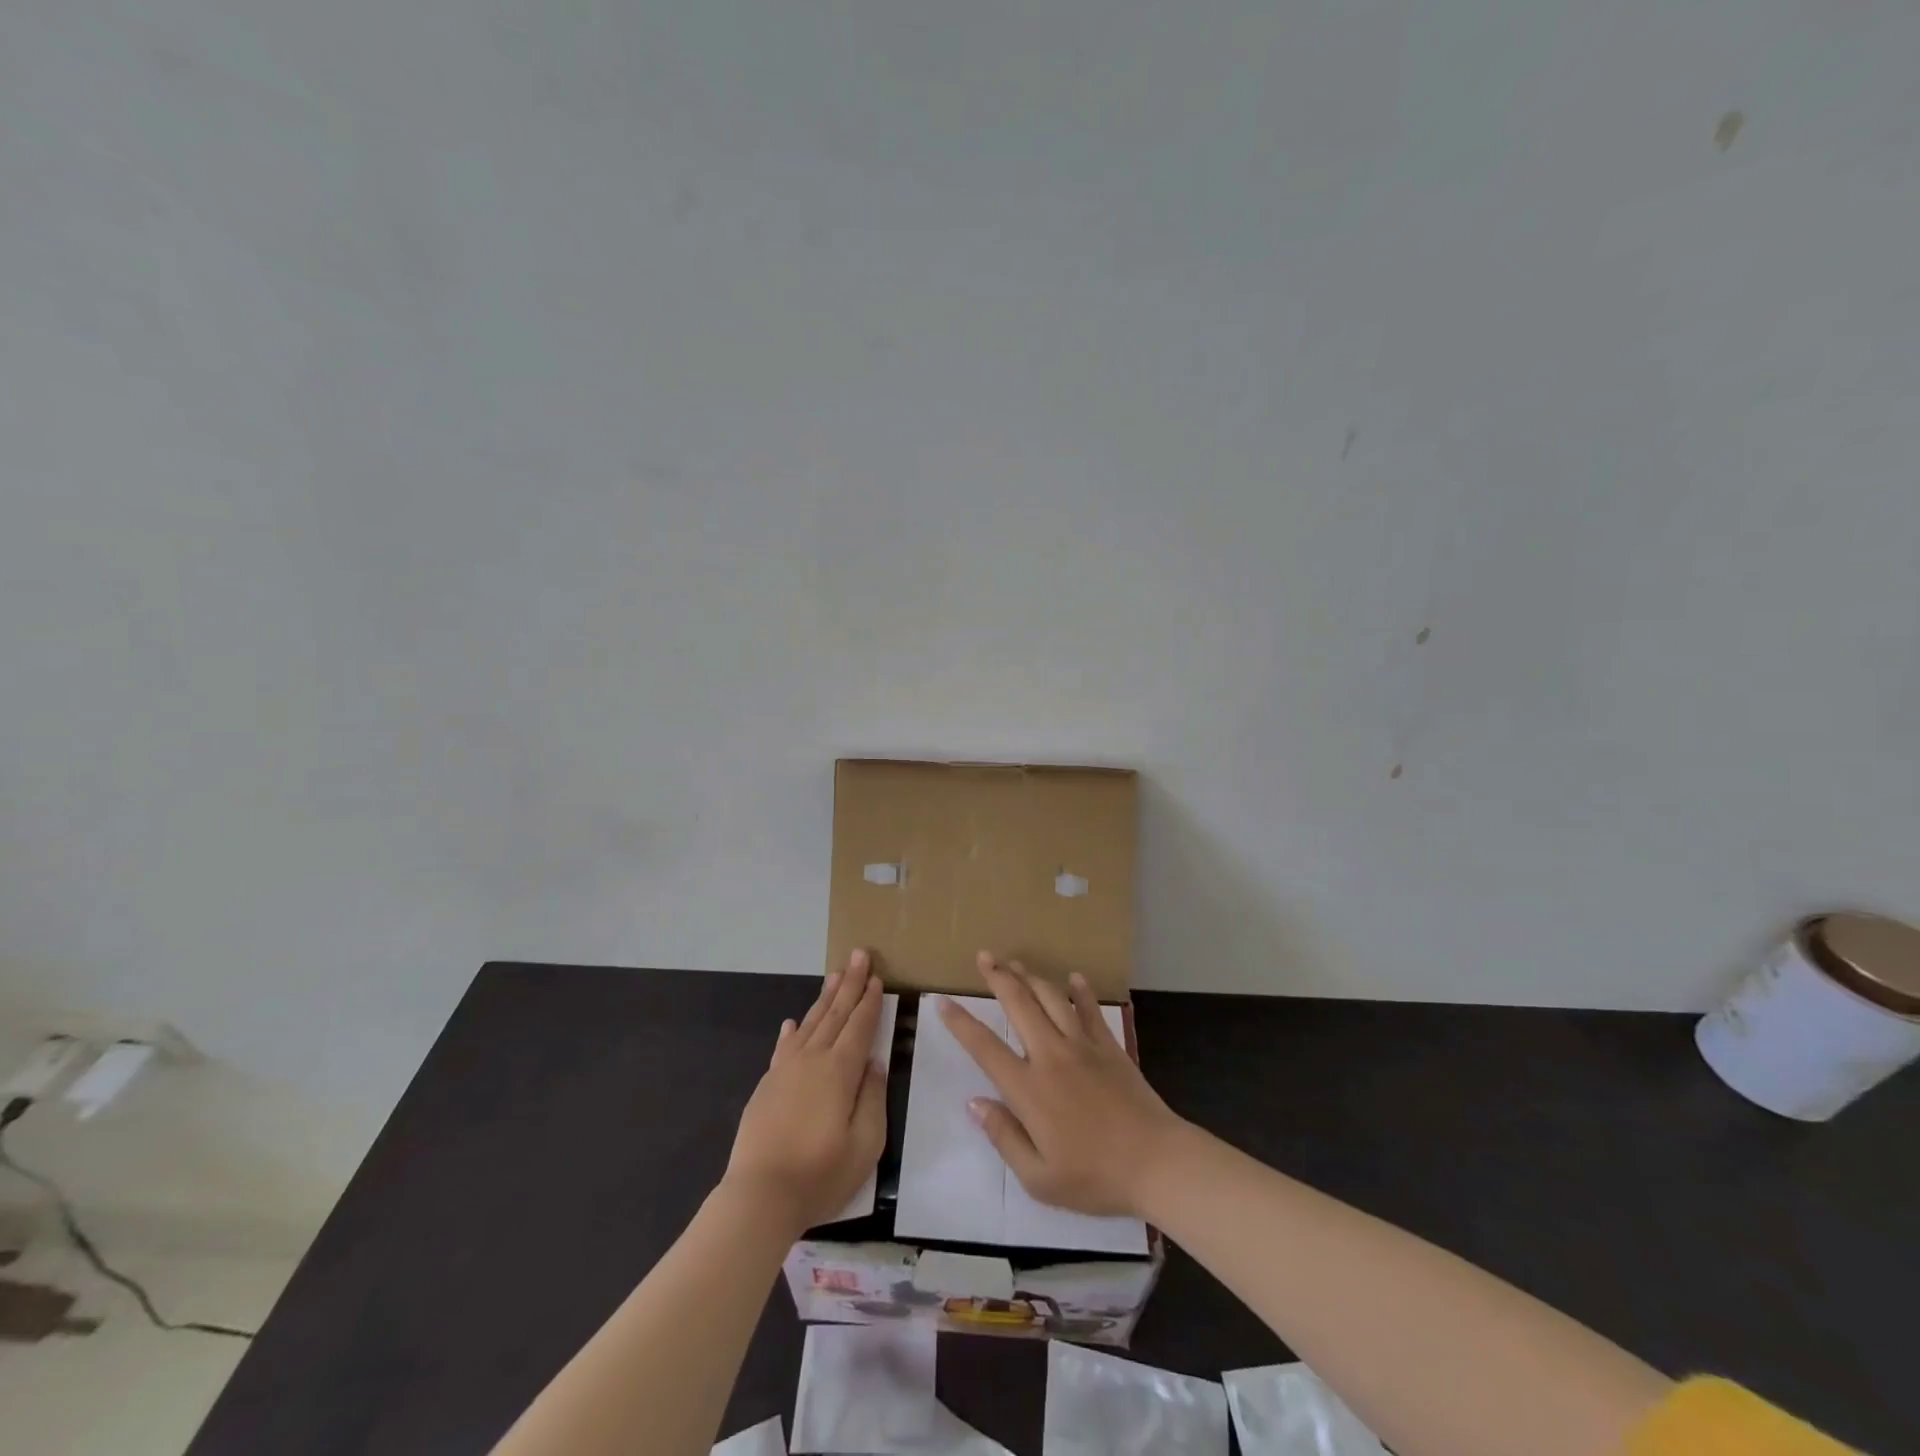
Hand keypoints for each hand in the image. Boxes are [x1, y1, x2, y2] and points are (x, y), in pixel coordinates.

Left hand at [724, 949, 887, 1232]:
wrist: (759, 1196)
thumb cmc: (820, 1174)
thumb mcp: (865, 1144)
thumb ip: (872, 1098)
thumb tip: (873, 1063)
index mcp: (840, 1071)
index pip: (859, 1026)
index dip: (870, 1001)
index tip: (877, 977)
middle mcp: (813, 1060)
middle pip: (835, 1014)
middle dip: (850, 984)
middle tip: (859, 955)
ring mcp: (786, 1070)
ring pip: (810, 1023)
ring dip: (825, 998)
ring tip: (835, 975)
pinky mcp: (767, 1085)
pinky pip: (783, 1047)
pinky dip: (792, 1031)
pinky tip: (793, 1022)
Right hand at [939, 951, 1186, 1217]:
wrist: (1156, 1163)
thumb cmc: (1094, 1177)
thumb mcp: (1039, 1178)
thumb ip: (1004, 1137)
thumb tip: (974, 1103)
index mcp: (1029, 1088)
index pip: (985, 1047)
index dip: (961, 1023)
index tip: (943, 1002)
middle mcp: (1051, 1055)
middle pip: (1019, 1005)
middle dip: (998, 977)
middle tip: (984, 955)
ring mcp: (1083, 1046)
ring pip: (1052, 998)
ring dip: (1031, 977)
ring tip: (1016, 962)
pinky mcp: (1110, 1047)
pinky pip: (1091, 1010)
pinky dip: (1080, 992)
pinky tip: (1073, 978)